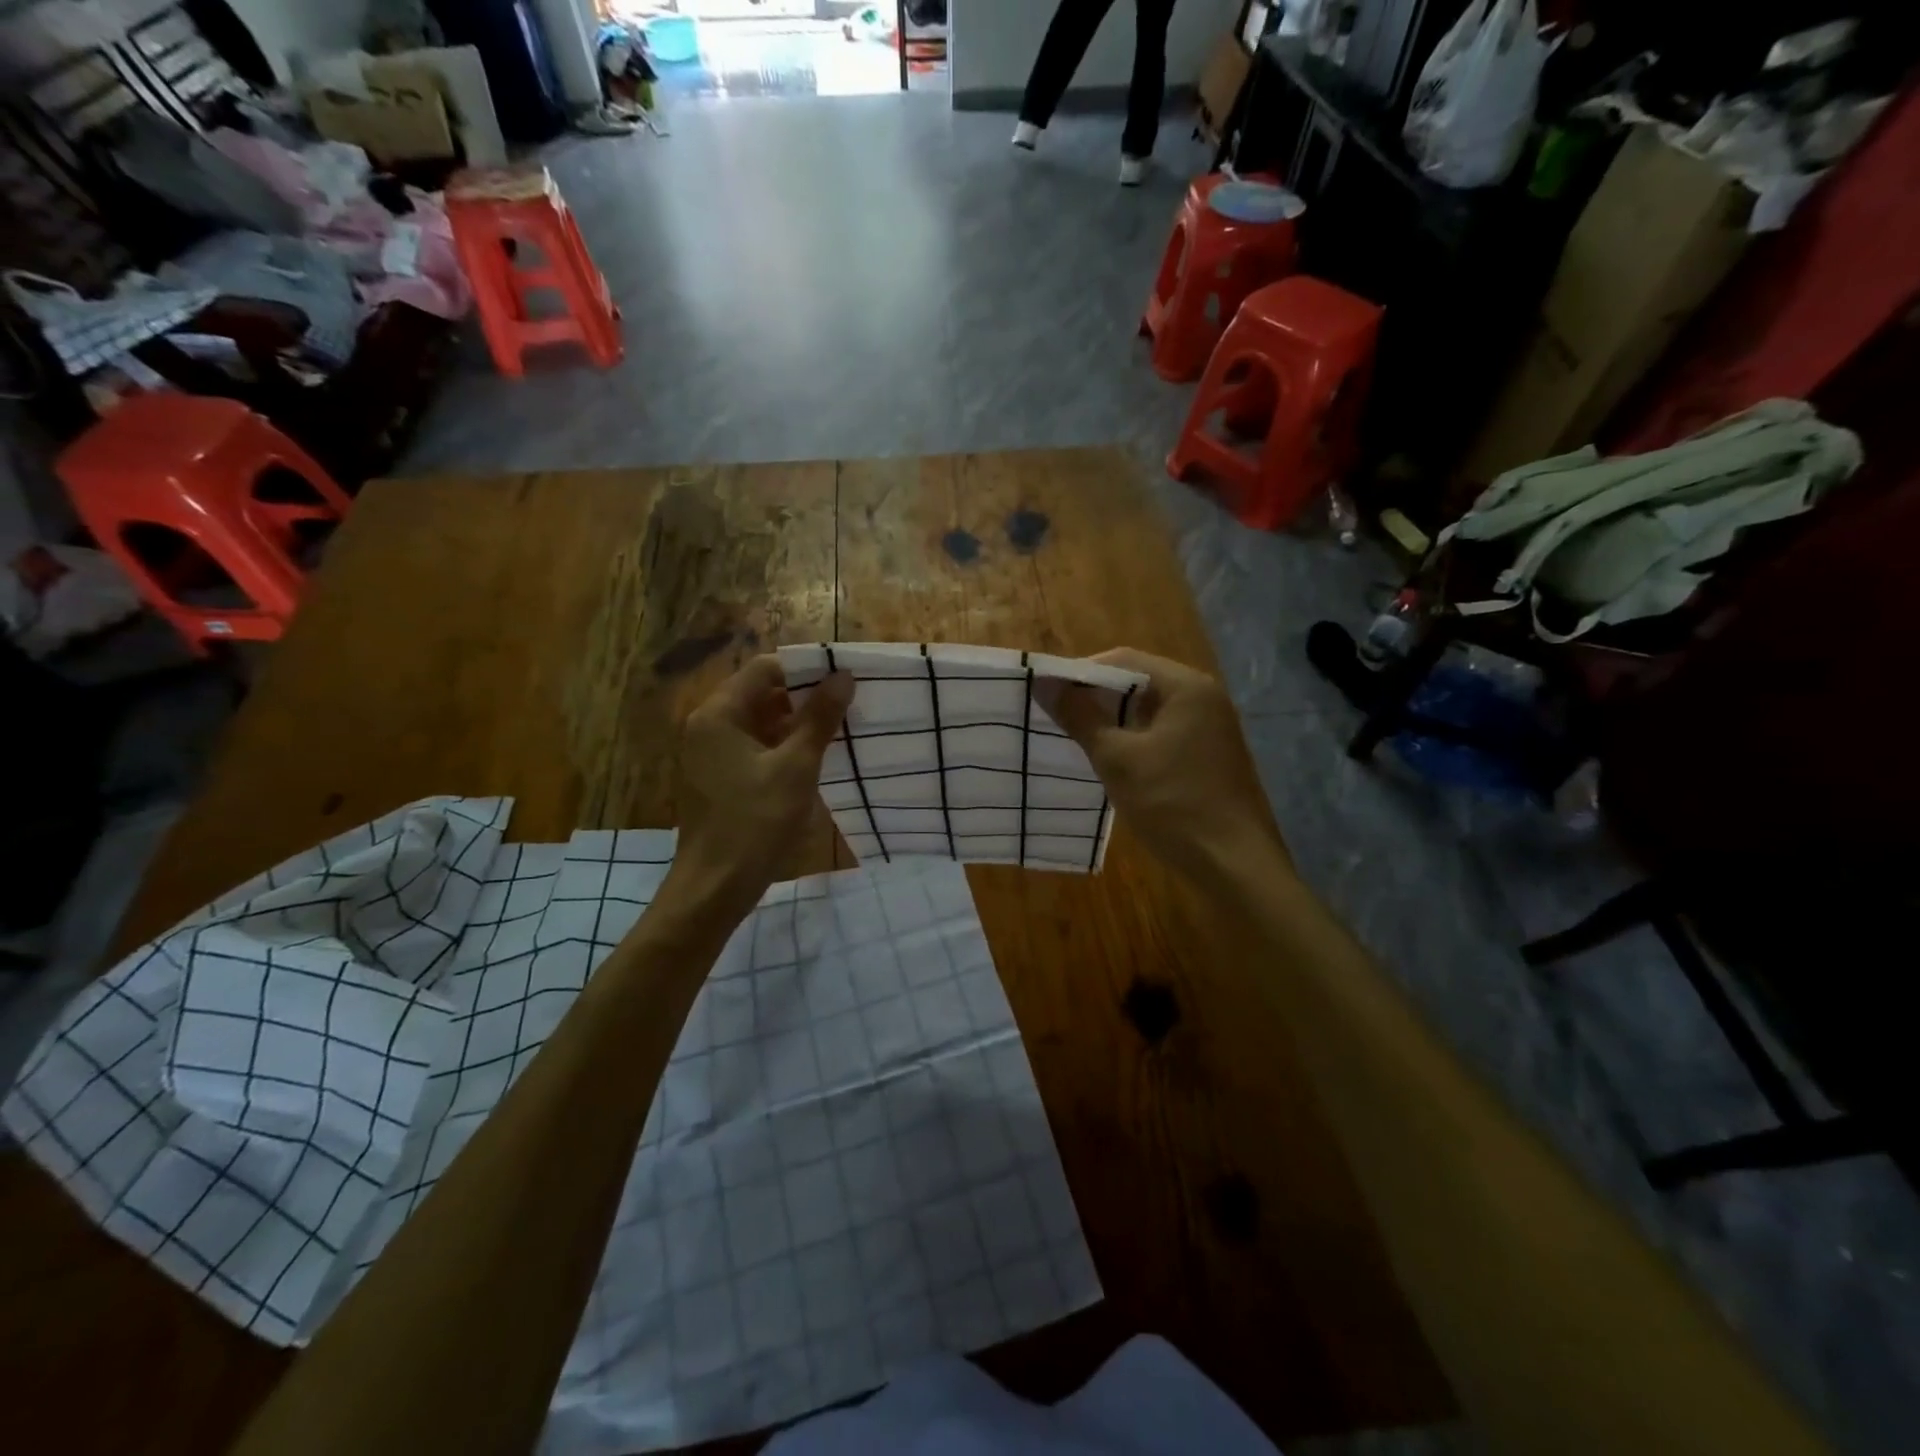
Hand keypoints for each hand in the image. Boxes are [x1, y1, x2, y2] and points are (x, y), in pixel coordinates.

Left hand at [668, 656, 854, 915]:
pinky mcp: (719, 778)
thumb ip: (819, 718)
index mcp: (719, 714)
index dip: (805, 670)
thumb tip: (843, 676)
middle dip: (804, 698)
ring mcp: (711, 754)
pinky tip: (816, 760)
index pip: (764, 669)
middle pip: (761, 694)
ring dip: (797, 725)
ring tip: (840, 731)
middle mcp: (708, 726)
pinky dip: (783, 748)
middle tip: (848, 706)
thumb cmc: (754, 822)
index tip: (843, 681)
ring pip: (760, 723)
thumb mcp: (796, 768)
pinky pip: (755, 748)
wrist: (714, 889)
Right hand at [1044, 649, 1289, 885]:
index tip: (1047, 691)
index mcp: (1186, 687)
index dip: (1081, 672)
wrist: (1235, 865)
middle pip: (1139, 682)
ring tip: (1074, 736)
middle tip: (1055, 714)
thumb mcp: (1118, 760)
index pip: (1124, 659)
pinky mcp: (1209, 755)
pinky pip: (1163, 733)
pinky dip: (1134, 739)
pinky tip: (1110, 760)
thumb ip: (1080, 717)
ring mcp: (1211, 728)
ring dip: (1113, 720)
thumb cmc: (1174, 804)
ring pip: (1150, 711)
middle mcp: (1204, 697)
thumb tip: (1044, 684)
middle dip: (1096, 696)